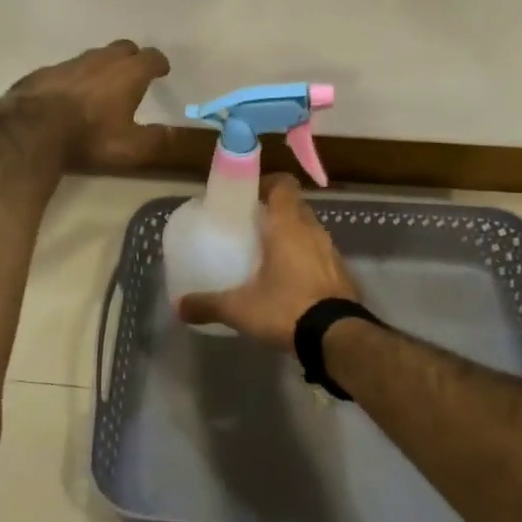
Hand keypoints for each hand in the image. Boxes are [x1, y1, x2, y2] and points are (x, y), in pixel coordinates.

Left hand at [0, 40, 170, 169]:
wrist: (32, 129)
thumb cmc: (89, 136)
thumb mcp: (130, 147)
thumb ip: (155, 139)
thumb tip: (170, 133)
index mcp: (128, 73)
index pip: (151, 58)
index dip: (159, 63)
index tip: (162, 70)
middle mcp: (101, 60)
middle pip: (124, 48)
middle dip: (132, 57)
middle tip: (134, 73)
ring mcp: (70, 63)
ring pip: (94, 56)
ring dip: (103, 66)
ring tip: (102, 85)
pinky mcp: (45, 71)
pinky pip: (68, 69)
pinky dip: (75, 77)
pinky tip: (70, 94)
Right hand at [178, 174, 361, 350]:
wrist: (338, 338)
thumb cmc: (286, 309)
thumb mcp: (240, 309)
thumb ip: (208, 304)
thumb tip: (179, 306)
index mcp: (288, 226)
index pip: (283, 184)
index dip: (266, 183)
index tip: (248, 196)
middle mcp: (313, 230)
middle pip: (295, 205)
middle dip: (275, 210)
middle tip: (252, 225)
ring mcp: (331, 251)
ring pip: (309, 229)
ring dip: (292, 234)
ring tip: (269, 253)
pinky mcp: (342, 272)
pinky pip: (321, 253)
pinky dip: (306, 257)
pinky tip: (291, 280)